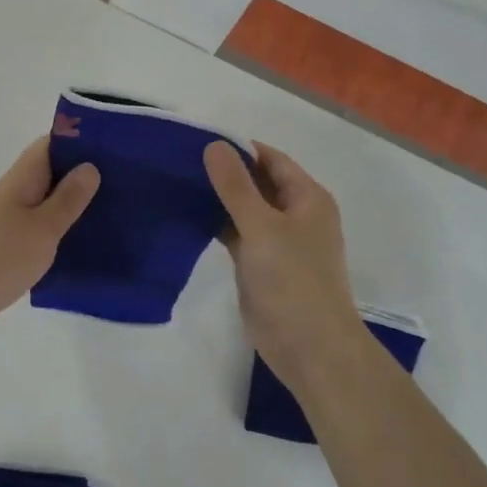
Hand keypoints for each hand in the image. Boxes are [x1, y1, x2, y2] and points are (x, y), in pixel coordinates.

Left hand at [0, 138, 98, 342]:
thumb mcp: (43, 227)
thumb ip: (68, 199)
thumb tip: (90, 166)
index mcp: (23, 179)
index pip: (52, 145)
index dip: (81, 140)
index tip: (116, 146)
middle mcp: (15, 193)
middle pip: (52, 173)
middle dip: (85, 175)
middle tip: (127, 183)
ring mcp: (10, 221)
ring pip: (48, 203)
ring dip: (75, 206)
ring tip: (116, 213)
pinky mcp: (9, 248)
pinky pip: (42, 230)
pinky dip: (62, 232)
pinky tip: (87, 245)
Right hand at [204, 141, 372, 395]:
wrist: (308, 346)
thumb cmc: (292, 280)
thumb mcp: (262, 226)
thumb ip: (236, 186)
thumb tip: (214, 145)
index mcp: (307, 198)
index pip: (271, 159)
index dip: (239, 148)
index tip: (198, 140)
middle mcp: (295, 214)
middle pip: (257, 182)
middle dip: (224, 172)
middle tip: (179, 160)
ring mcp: (277, 241)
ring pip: (245, 209)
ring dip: (218, 198)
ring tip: (177, 183)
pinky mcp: (260, 264)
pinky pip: (237, 233)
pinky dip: (217, 224)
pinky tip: (187, 216)